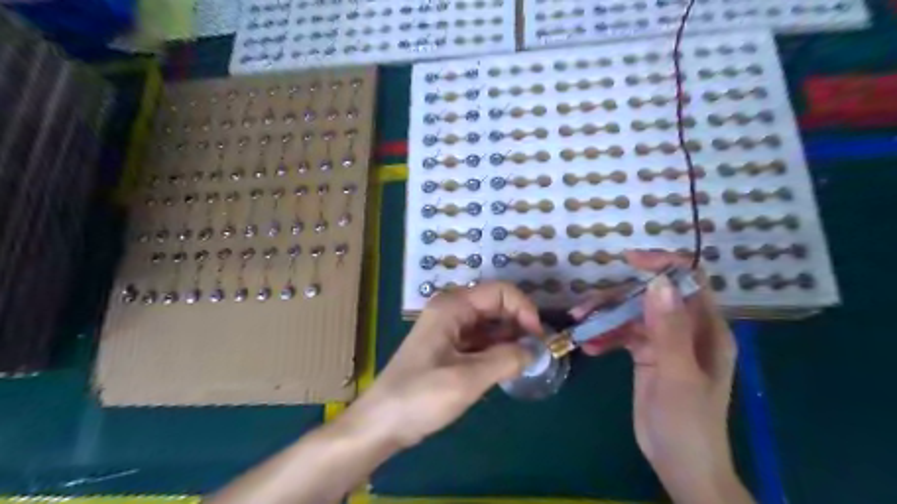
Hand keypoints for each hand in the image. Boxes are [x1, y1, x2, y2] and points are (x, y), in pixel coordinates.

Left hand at [345, 284, 538, 448]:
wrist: (381, 423)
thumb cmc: (420, 397)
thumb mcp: (467, 379)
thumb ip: (505, 360)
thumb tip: (535, 350)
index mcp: (453, 306)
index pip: (500, 292)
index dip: (524, 309)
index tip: (539, 338)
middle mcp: (451, 310)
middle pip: (496, 306)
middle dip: (519, 324)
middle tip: (536, 352)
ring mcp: (449, 329)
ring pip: (489, 324)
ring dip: (510, 339)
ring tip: (525, 362)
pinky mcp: (448, 348)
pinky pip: (480, 340)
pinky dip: (496, 350)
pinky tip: (507, 367)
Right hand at [579, 251, 747, 500]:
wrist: (680, 466)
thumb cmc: (688, 424)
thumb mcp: (678, 376)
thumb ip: (669, 330)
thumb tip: (658, 282)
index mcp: (706, 330)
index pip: (689, 282)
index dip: (663, 265)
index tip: (630, 261)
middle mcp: (686, 330)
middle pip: (650, 298)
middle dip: (617, 298)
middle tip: (584, 308)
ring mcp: (665, 343)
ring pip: (632, 315)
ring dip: (605, 317)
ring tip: (579, 326)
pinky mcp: (646, 356)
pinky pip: (623, 335)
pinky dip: (606, 337)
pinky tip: (590, 348)